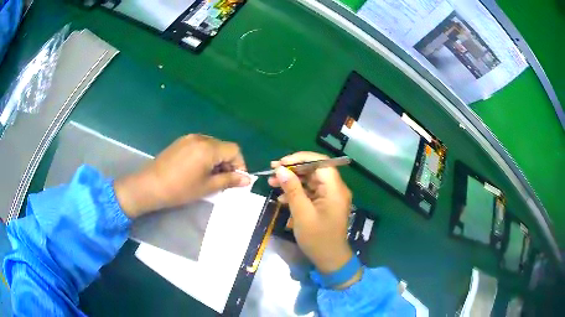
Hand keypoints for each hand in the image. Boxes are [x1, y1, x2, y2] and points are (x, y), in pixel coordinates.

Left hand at [114, 134, 249, 217]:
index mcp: (209, 148)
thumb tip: (248, 179)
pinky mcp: (181, 142)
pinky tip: (197, 170)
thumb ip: (229, 180)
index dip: (239, 165)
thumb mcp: (207, 187)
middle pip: (223, 147)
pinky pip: (200, 145)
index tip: (235, 180)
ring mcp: (189, 138)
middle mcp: (200, 138)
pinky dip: (205, 156)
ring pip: (212, 146)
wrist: (150, 185)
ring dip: (216, 160)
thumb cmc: (180, 189)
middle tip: (222, 181)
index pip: (234, 150)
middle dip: (227, 163)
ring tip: (209, 176)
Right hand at [268, 152, 360, 287]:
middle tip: (272, 171)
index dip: (300, 158)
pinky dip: (296, 192)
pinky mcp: (324, 204)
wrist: (330, 260)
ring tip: (271, 183)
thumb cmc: (317, 238)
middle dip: (293, 170)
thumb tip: (281, 169)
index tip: (281, 163)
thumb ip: (292, 189)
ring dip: (292, 181)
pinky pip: (310, 192)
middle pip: (314, 170)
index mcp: (334, 188)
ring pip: (310, 180)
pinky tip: (282, 198)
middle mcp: (335, 188)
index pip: (320, 162)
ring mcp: (330, 196)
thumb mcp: (302, 213)